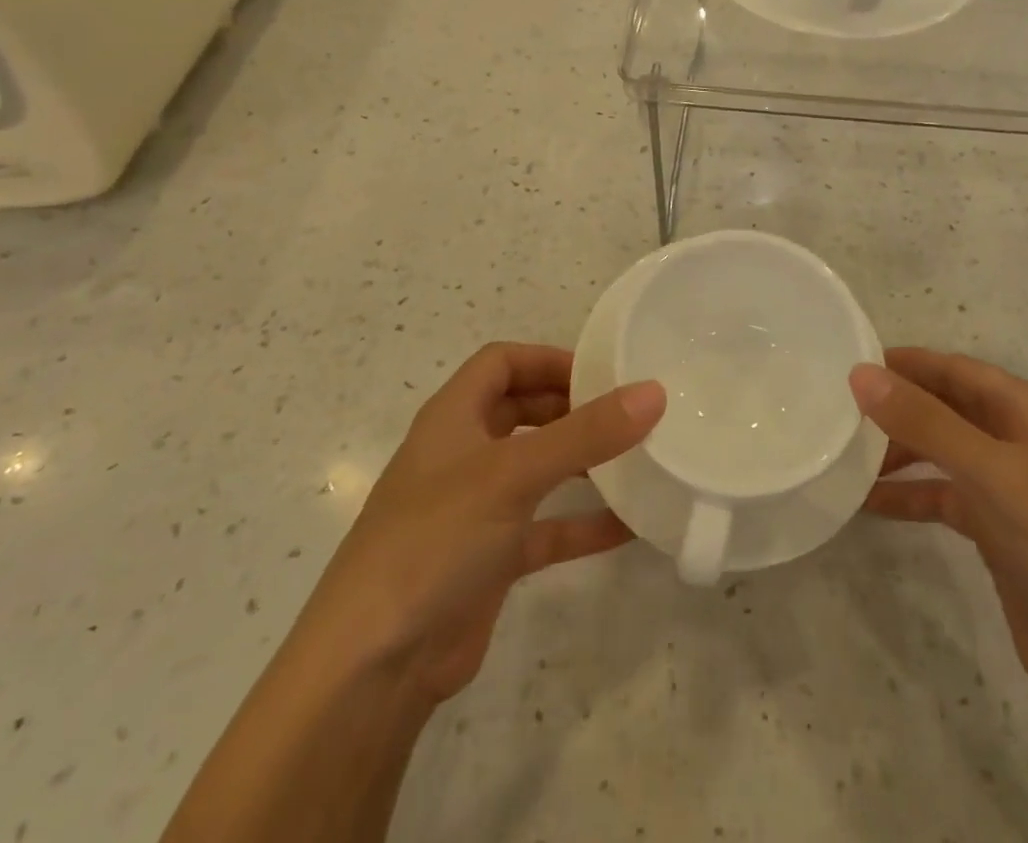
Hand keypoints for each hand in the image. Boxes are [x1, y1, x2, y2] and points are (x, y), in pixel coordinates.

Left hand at [298, 342, 664, 707]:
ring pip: (536, 469)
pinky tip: (628, 527)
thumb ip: (586, 433)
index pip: (502, 363)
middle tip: (625, 414)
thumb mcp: (514, 475)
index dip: (548, 359)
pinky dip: (581, 523)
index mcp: (453, 418)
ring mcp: (475, 510)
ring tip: (635, 459)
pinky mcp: (489, 561)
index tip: (601, 374)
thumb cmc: (435, 541)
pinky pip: (545, 528)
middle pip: (521, 410)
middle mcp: (462, 455)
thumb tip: (654, 391)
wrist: (373, 668)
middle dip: (570, 408)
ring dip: (580, 463)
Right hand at [851, 348, 1027, 725]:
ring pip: (943, 451)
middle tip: (838, 410)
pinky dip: (911, 495)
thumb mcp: (991, 475)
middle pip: (948, 407)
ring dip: (899, 451)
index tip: (849, 363)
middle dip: (898, 405)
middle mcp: (1022, 440)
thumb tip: (860, 374)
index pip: (956, 369)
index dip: (905, 363)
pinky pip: (945, 497)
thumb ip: (925, 421)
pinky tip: (869, 503)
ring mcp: (1013, 488)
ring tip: (845, 455)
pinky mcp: (1002, 532)